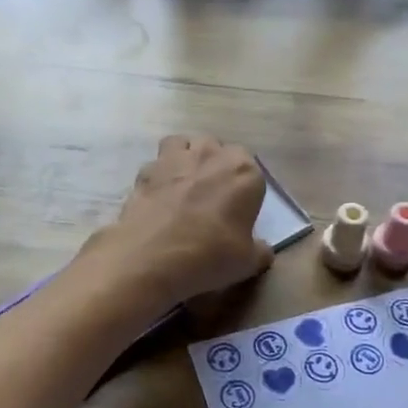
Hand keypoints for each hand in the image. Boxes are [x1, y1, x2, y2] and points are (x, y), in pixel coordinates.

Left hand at [85, 135, 272, 306]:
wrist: (152, 258)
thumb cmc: (210, 255)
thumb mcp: (248, 262)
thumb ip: (259, 250)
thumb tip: (261, 250)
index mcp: (244, 172)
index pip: (252, 172)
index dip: (245, 191)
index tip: (239, 212)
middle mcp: (211, 155)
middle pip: (218, 150)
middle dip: (216, 167)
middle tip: (212, 199)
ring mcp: (175, 159)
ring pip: (185, 145)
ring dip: (187, 159)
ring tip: (184, 187)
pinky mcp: (145, 170)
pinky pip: (157, 164)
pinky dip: (159, 176)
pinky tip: (159, 199)